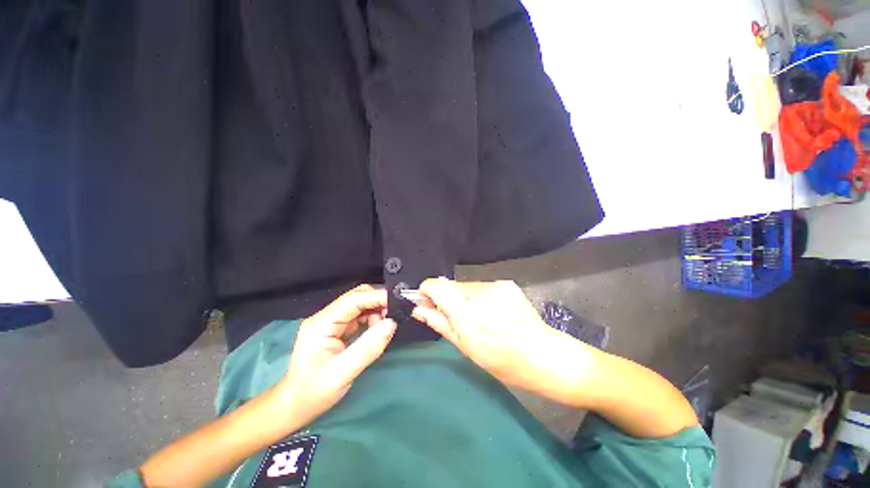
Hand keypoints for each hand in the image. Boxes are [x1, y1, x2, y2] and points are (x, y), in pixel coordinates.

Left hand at [277, 285, 396, 428]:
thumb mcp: (343, 373)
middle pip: (357, 297)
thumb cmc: (313, 392)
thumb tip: (392, 323)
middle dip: (378, 302)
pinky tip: (377, 330)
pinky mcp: (337, 329)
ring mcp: (331, 322)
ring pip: (360, 305)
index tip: (399, 301)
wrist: (293, 407)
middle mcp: (326, 317)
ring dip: (376, 311)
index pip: (354, 299)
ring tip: (387, 325)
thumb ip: (369, 347)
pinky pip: (359, 316)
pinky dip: (372, 319)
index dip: (377, 296)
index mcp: (322, 323)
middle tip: (396, 313)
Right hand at [411, 278, 578, 394]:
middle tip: (456, 317)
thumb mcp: (465, 346)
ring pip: (467, 286)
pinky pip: (483, 286)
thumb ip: (439, 323)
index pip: (436, 285)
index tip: (426, 301)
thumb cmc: (500, 359)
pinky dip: (480, 297)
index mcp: (466, 311)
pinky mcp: (506, 283)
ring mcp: (495, 285)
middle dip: (447, 298)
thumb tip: (419, 309)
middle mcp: (479, 292)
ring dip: (465, 298)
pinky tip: (492, 312)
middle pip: (451, 285)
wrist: (542, 354)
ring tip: (479, 317)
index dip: (426, 290)